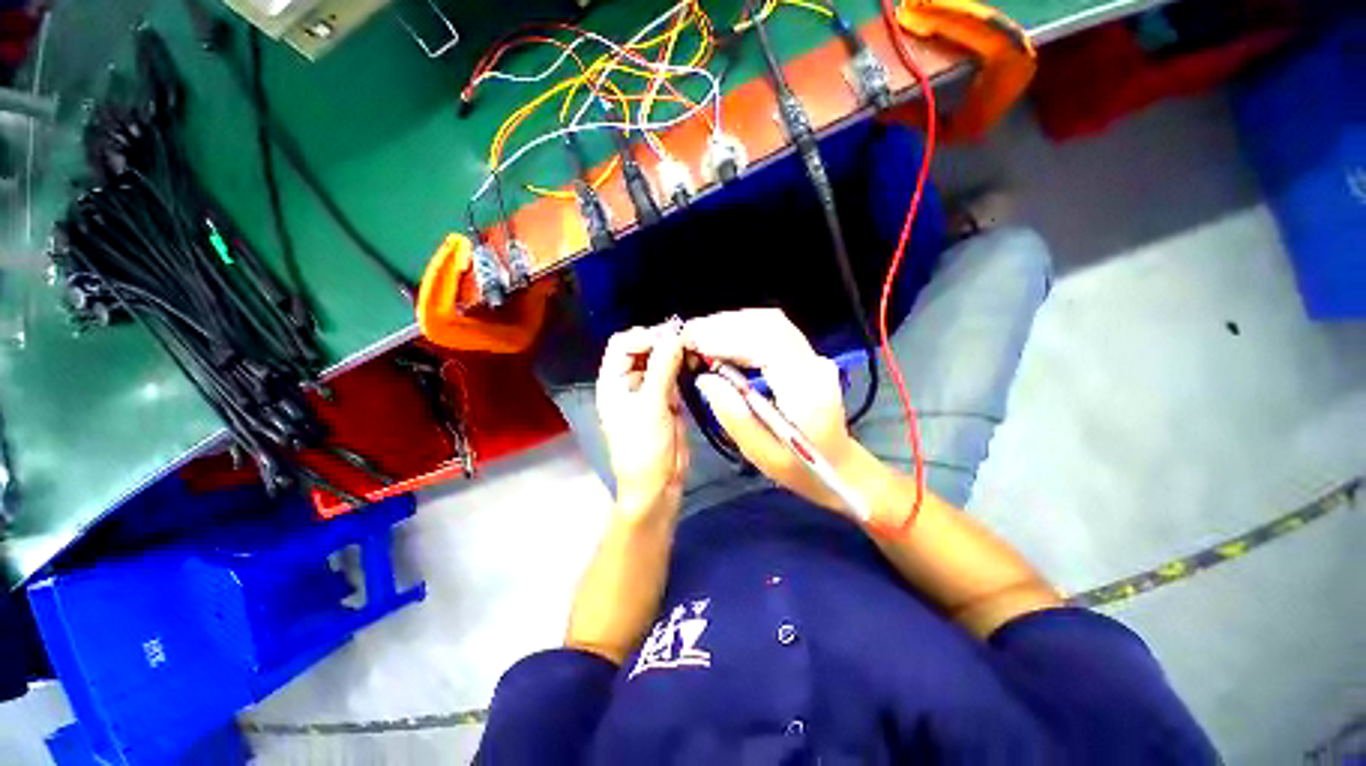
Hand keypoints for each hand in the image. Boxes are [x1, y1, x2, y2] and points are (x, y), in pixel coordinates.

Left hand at [596, 321, 689, 522]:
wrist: (657, 483)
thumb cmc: (645, 447)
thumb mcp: (651, 407)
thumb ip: (663, 369)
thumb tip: (675, 336)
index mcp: (613, 382)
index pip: (623, 344)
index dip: (645, 336)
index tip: (671, 338)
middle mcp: (628, 381)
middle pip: (642, 348)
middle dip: (662, 340)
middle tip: (688, 340)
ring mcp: (648, 389)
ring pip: (660, 359)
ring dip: (675, 352)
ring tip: (695, 348)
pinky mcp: (667, 398)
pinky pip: (674, 373)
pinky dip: (684, 365)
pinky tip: (697, 362)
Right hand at [683, 309, 879, 517]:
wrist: (840, 466)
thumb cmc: (800, 468)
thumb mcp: (761, 453)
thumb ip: (733, 415)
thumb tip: (704, 379)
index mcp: (805, 388)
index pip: (765, 344)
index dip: (726, 337)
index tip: (691, 341)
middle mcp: (812, 363)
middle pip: (768, 324)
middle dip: (724, 324)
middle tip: (689, 335)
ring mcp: (812, 356)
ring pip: (770, 322)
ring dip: (733, 323)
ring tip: (701, 335)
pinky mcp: (806, 356)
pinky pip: (773, 330)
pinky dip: (744, 328)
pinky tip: (724, 338)